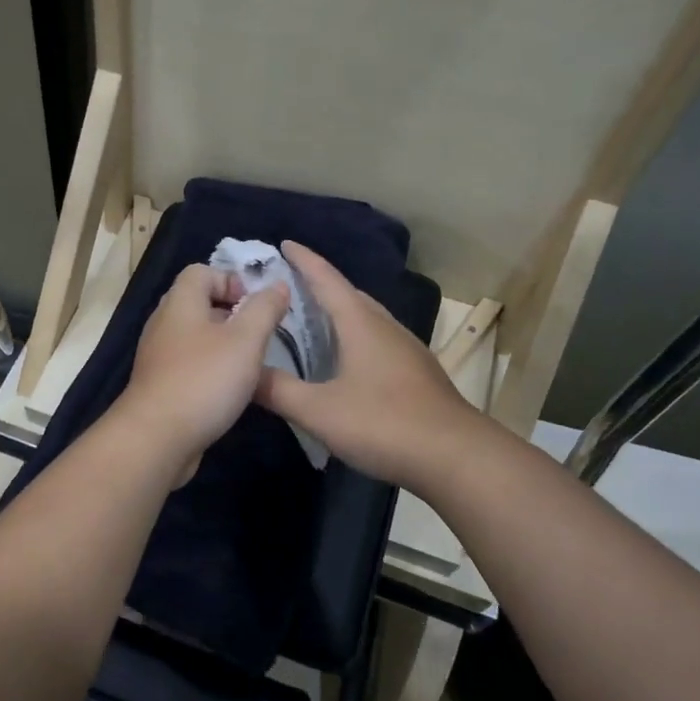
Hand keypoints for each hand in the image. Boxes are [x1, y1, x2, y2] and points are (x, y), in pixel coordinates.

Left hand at [113, 264, 290, 481]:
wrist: (156, 438)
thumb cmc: (204, 380)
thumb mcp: (245, 340)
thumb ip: (264, 309)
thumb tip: (277, 285)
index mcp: (180, 303)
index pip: (201, 271)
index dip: (232, 280)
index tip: (258, 305)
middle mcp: (164, 324)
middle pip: (198, 304)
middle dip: (232, 314)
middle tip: (260, 334)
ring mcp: (159, 356)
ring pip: (196, 337)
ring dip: (224, 345)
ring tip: (251, 364)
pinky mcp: (160, 385)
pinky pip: (189, 365)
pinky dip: (210, 370)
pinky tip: (230, 391)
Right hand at [255, 242, 480, 495]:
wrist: (456, 456)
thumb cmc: (383, 423)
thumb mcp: (319, 411)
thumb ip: (278, 390)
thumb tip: (243, 373)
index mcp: (360, 324)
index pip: (327, 280)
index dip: (304, 260)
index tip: (284, 243)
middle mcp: (385, 327)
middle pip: (349, 295)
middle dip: (319, 285)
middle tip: (287, 287)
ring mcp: (405, 349)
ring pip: (366, 318)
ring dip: (339, 312)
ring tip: (311, 320)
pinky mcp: (416, 372)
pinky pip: (377, 340)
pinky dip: (353, 337)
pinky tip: (344, 360)